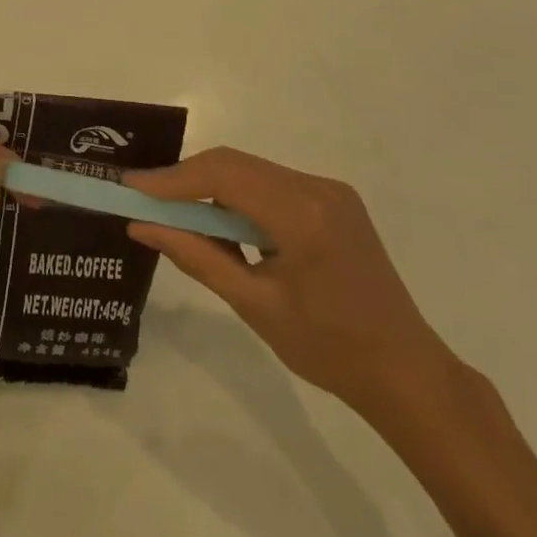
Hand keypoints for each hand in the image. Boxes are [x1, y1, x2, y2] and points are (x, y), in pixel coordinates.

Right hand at [125, 148, 453, 416]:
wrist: (406, 371)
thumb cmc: (329, 349)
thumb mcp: (254, 305)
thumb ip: (196, 256)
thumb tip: (141, 227)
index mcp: (302, 215)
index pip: (223, 176)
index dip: (172, 179)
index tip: (130, 185)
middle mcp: (317, 187)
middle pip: (235, 165)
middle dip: (186, 179)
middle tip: (144, 198)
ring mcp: (330, 190)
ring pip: (252, 172)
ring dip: (212, 188)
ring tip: (177, 215)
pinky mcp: (334, 200)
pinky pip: (272, 184)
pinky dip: (240, 197)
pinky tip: (224, 225)